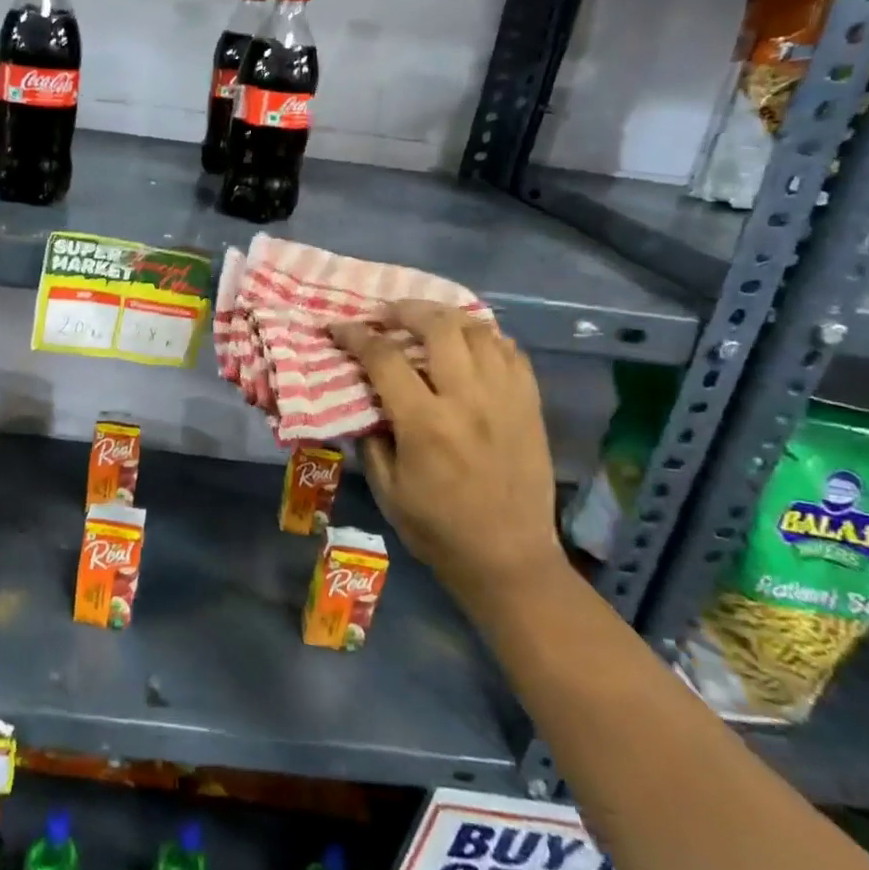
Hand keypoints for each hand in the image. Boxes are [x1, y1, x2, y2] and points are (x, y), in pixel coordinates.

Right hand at [328, 303, 563, 610]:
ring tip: (426, 322)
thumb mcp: (387, 489)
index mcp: (426, 423)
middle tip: (386, 313)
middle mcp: (468, 400)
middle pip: (439, 327)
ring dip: (447, 318)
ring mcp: (506, 399)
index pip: (384, 358)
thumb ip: (371, 438)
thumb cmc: (437, 529)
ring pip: (479, 331)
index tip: (337, 327)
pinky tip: (469, 344)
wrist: (509, 559)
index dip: (355, 336)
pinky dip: (486, 338)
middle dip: (406, 310)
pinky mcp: (531, 406)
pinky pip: (511, 353)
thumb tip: (362, 400)